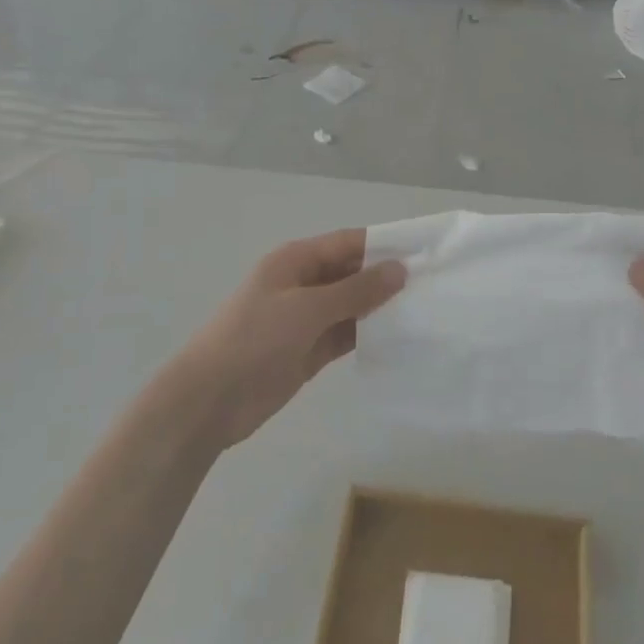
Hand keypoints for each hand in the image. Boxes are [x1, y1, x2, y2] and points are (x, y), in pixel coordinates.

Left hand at [159, 229, 404, 451]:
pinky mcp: (309, 351)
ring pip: (352, 305)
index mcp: (295, 260)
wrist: (209, 401)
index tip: (424, 251)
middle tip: (434, 285)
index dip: (384, 244)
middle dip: (386, 278)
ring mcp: (306, 319)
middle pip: (352, 273)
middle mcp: (303, 283)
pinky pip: (346, 335)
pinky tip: (400, 338)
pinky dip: (368, 335)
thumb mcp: (307, 309)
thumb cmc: (255, 340)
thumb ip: (356, 290)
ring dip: (380, 308)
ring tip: (425, 311)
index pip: (348, 243)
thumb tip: (399, 269)